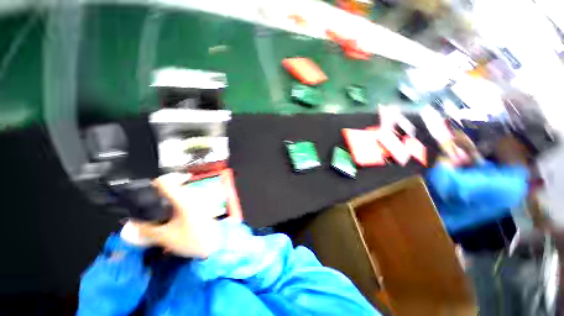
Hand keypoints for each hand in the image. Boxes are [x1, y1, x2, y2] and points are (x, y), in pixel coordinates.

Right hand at [133, 173, 220, 257]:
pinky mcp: (202, 204)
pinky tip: (171, 216)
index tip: (143, 193)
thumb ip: (146, 231)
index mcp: (184, 199)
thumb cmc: (193, 240)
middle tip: (148, 207)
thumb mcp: (166, 237)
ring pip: (179, 193)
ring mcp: (199, 199)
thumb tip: (131, 225)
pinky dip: (176, 204)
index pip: (165, 182)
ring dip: (167, 201)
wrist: (216, 244)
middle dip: (158, 196)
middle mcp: (193, 195)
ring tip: (159, 213)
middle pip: (172, 187)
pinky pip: (185, 199)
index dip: (151, 185)